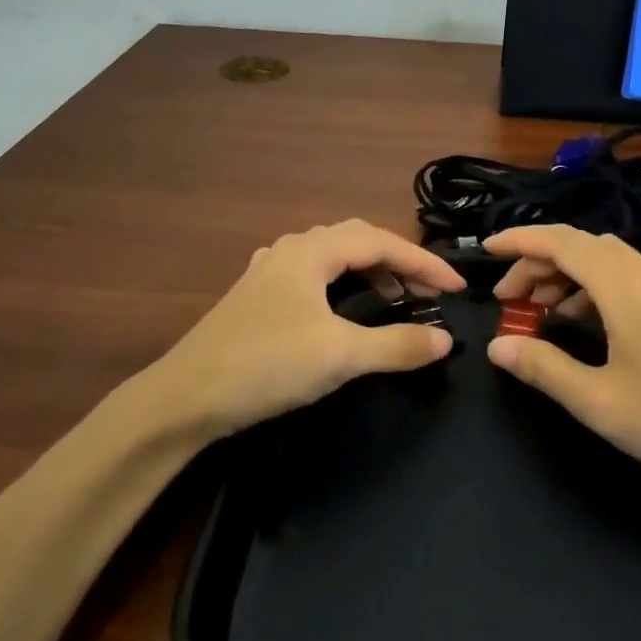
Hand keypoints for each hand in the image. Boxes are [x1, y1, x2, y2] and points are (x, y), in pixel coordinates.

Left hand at [139, 219, 465, 446]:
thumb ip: (396, 345)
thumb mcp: (339, 355)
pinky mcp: (257, 299)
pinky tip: (344, 308)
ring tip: (395, 297)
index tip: (456, 289)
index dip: (424, 262)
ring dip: (369, 272)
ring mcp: (269, 273)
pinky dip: (343, 286)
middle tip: (428, 291)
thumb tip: (444, 340)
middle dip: (398, 261)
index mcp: (310, 251)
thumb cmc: (265, 365)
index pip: (380, 242)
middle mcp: (289, 250)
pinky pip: (313, 278)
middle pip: (356, 240)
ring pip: (332, 258)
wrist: (184, 399)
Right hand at [484, 225, 640, 500]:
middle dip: (537, 265)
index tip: (486, 251)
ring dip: (566, 277)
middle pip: (580, 247)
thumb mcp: (600, 402)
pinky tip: (586, 323)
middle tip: (510, 303)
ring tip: (541, 314)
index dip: (519, 241)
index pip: (560, 242)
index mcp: (624, 286)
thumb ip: (543, 369)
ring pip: (605, 261)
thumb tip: (497, 347)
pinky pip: (627, 276)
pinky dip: (594, 287)